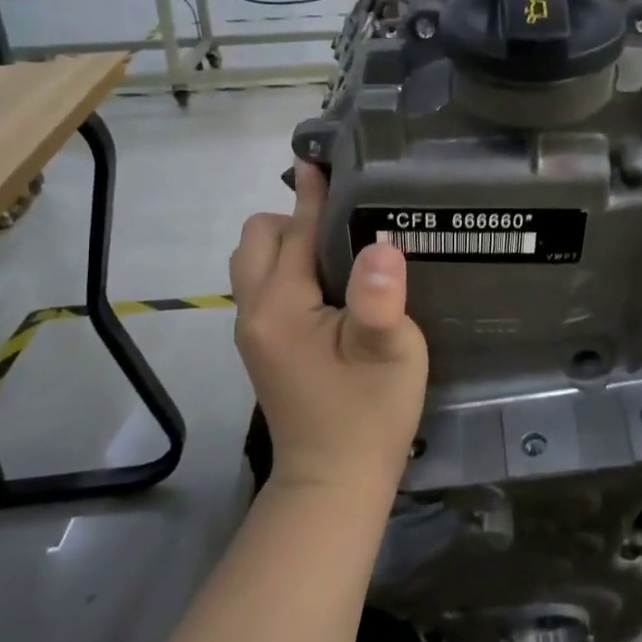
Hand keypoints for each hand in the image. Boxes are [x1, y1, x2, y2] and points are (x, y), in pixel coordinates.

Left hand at [230, 162, 428, 495]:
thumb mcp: (389, 355)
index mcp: (281, 306)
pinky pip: (262, 285)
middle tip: (345, 225)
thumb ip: (380, 298)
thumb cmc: (367, 416)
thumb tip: (380, 244)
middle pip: (257, 238)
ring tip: (336, 251)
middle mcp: (255, 311)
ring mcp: (253, 330)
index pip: (295, 231)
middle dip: (294, 219)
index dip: (314, 195)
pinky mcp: (262, 345)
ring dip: (287, 244)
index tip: (325, 159)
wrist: (333, 482)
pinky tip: (328, 283)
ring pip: (254, 262)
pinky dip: (286, 268)